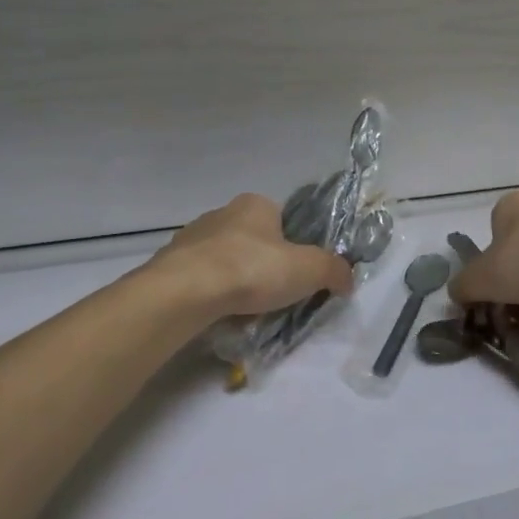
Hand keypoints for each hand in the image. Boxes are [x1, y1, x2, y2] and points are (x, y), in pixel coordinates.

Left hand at [151, 194, 354, 317]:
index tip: (296, 273)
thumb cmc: (252, 269)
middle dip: (263, 266)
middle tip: (274, 296)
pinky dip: (211, 295)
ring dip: (235, 281)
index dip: (293, 245)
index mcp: (255, 204)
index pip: (282, 219)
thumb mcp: (309, 269)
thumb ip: (333, 270)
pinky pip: (200, 279)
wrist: (186, 292)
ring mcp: (191, 238)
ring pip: (224, 260)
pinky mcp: (170, 265)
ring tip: (245, 311)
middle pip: (253, 240)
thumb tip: (348, 278)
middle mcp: (221, 213)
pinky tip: (218, 314)